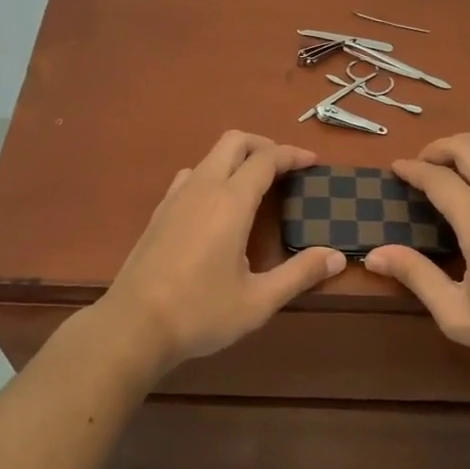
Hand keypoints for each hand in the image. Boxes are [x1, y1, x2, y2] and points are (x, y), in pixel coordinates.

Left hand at [101, 131, 346, 372]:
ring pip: (209, 156)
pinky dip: (213, 174)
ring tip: (255, 185)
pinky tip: (217, 206)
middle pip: (234, 141)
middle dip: (264, 145)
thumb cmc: (200, 313)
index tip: (313, 162)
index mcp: (230, 202)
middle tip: (286, 167)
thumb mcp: (258, 301)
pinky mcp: (159, 212)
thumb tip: (336, 256)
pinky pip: (190, 176)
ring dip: (236, 158)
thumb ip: (300, 274)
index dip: (292, 155)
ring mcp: (175, 197)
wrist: (133, 326)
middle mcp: (202, 188)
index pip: (266, 159)